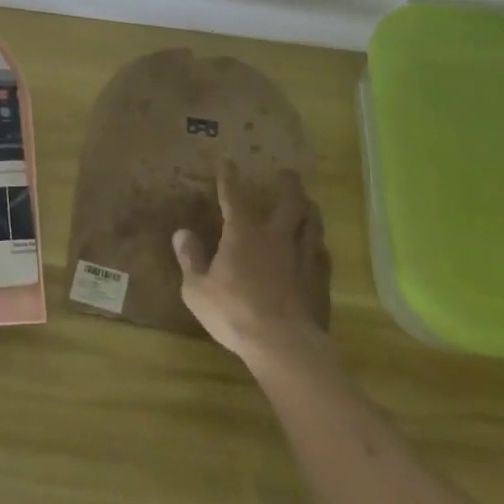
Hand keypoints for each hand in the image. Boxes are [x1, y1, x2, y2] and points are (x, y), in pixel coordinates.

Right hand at [174, 161, 332, 370]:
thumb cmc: (234, 312)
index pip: (234, 196)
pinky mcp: (319, 279)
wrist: (283, 343)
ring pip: (312, 223)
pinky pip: (322, 253)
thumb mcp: (197, 289)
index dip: (229, 177)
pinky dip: (318, 245)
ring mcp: (302, 257)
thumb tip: (181, 233)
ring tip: (309, 203)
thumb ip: (190, 259)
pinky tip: (318, 247)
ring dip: (309, 210)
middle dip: (288, 184)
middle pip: (289, 202)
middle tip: (288, 173)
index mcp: (243, 234)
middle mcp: (276, 237)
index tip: (228, 160)